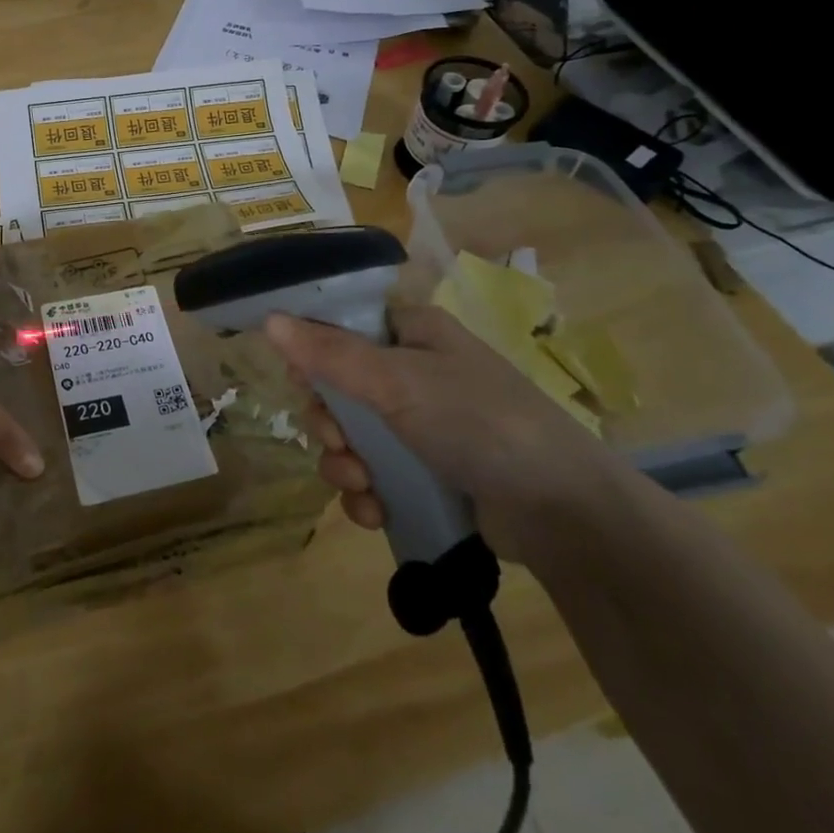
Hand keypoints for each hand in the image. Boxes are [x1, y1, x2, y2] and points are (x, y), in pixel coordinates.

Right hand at [264, 305, 619, 560]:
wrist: (563, 512)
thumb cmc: (478, 422)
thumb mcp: (397, 382)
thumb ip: (329, 353)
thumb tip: (269, 320)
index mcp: (411, 333)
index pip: (340, 327)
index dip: (312, 352)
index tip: (301, 382)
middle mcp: (412, 372)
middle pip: (337, 387)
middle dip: (329, 423)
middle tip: (339, 443)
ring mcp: (421, 425)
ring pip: (351, 436)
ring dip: (344, 464)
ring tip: (362, 486)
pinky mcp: (427, 472)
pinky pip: (374, 475)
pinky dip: (366, 494)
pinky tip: (375, 511)